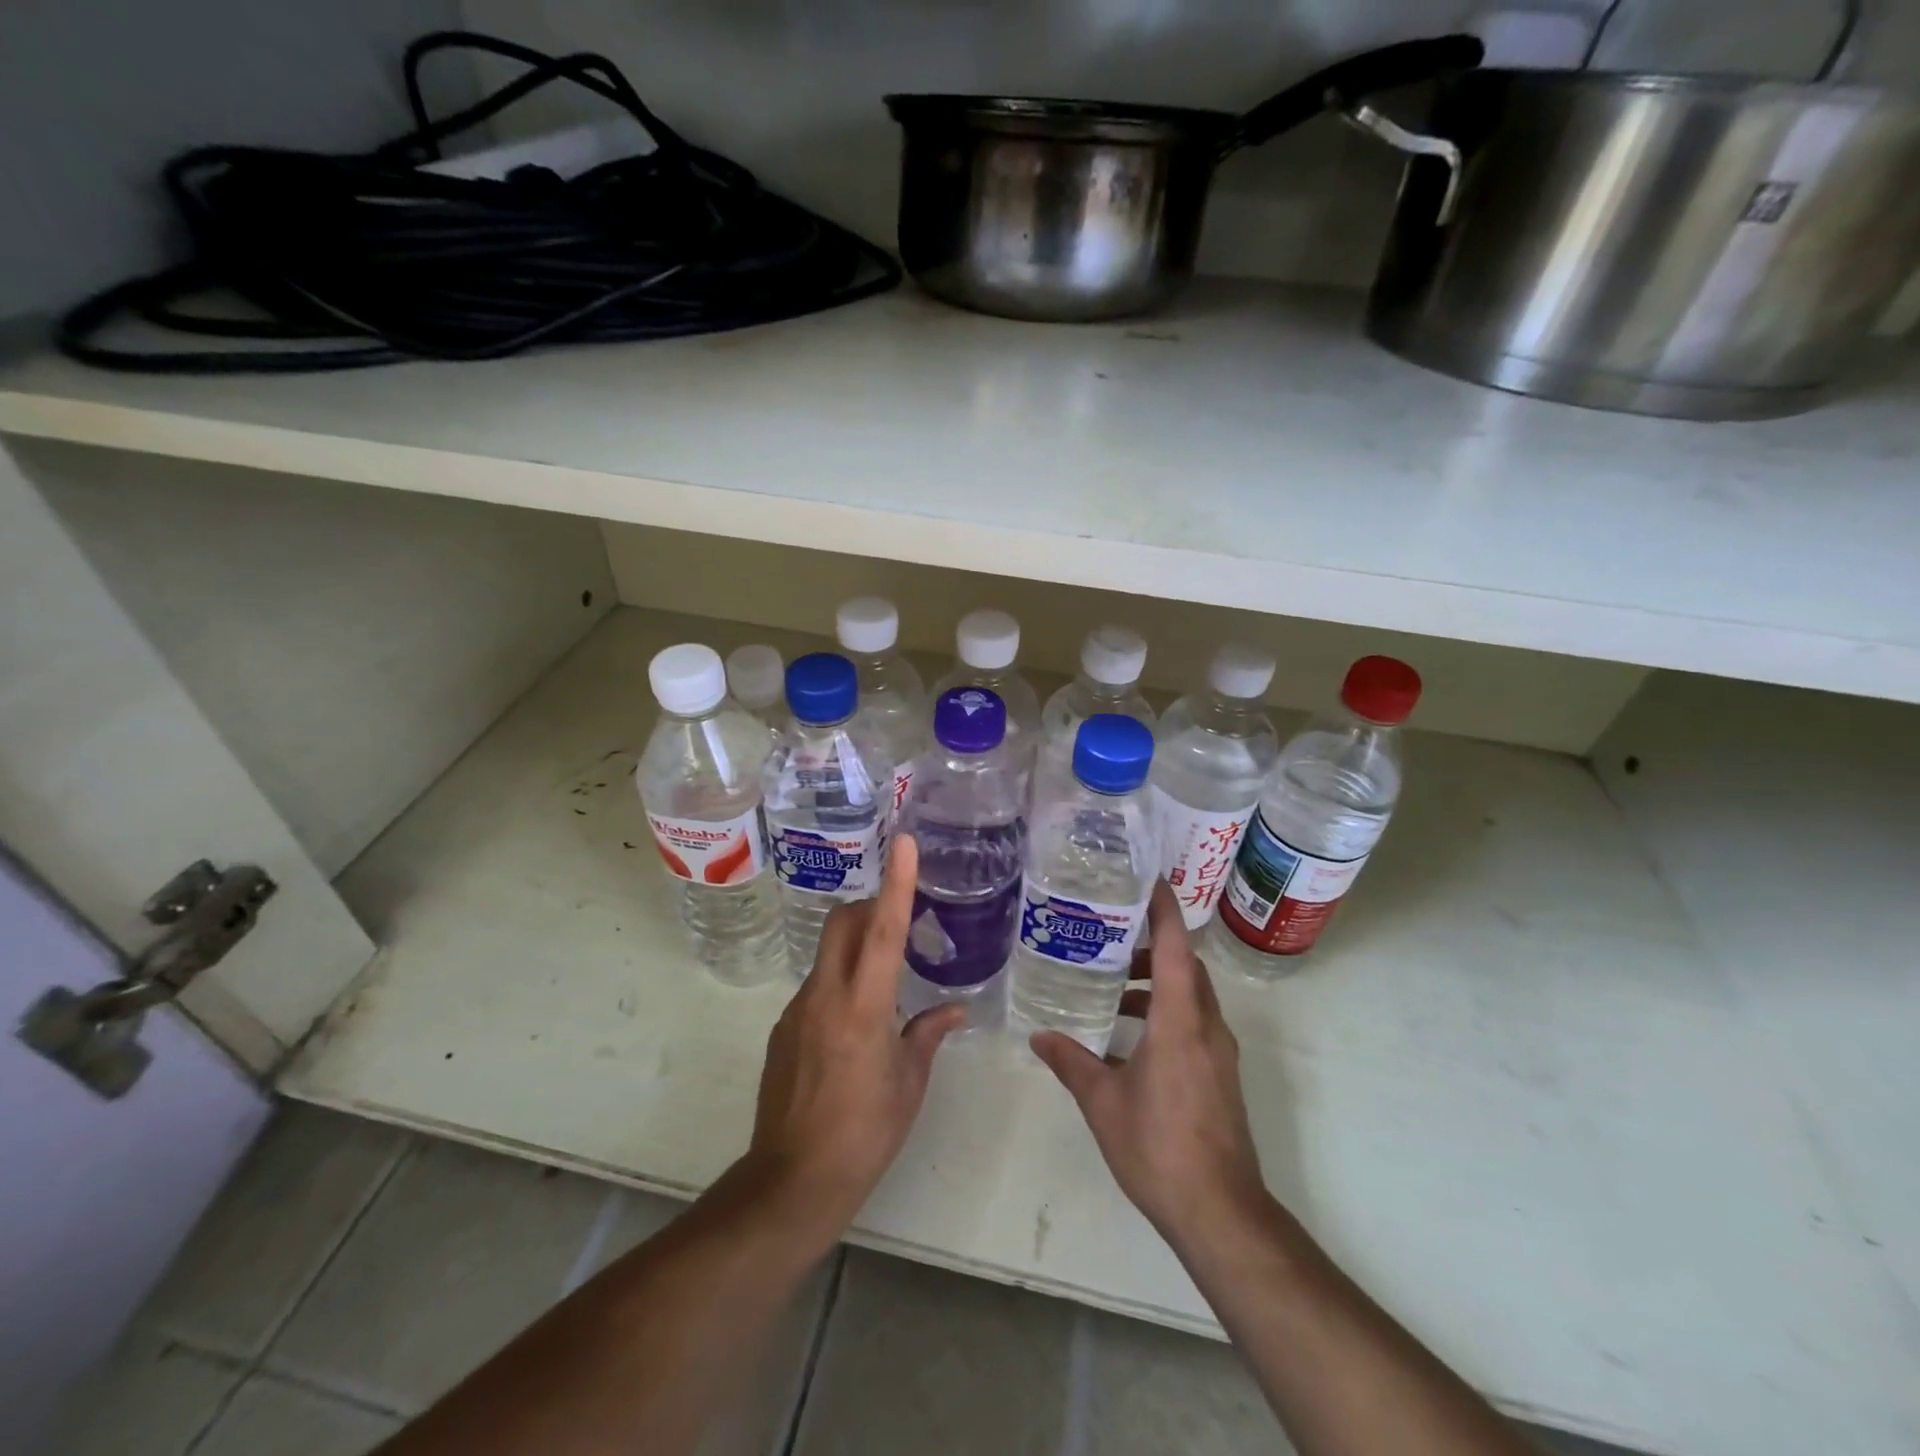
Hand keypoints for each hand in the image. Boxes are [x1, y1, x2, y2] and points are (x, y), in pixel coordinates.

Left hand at [743, 835, 963, 1244]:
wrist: (792, 1181)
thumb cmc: (865, 1133)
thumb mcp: (910, 1083)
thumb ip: (929, 1033)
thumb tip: (954, 1008)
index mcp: (864, 1007)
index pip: (884, 930)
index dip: (897, 883)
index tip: (904, 843)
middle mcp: (825, 996)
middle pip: (842, 923)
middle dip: (870, 906)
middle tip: (900, 921)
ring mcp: (798, 1010)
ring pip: (829, 954)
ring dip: (856, 949)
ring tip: (885, 985)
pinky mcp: (783, 1028)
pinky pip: (817, 986)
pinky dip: (841, 983)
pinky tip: (856, 1025)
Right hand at [1030, 882, 1268, 1250]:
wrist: (1220, 1212)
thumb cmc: (1159, 1147)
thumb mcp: (1103, 1102)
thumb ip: (1071, 1062)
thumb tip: (1038, 1036)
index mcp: (1180, 1021)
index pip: (1177, 947)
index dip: (1164, 909)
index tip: (1146, 879)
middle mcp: (1207, 1027)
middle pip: (1187, 966)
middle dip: (1154, 944)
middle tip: (1111, 933)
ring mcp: (1219, 1052)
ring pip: (1192, 995)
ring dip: (1159, 982)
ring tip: (1114, 986)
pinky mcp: (1220, 1075)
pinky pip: (1194, 1022)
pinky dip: (1166, 1012)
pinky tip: (1129, 1037)